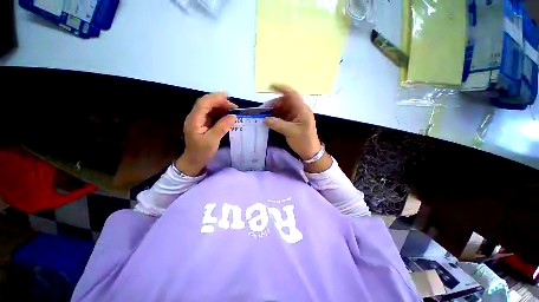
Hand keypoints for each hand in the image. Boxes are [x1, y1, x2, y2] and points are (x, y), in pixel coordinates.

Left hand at [176, 92, 236, 175]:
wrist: (193, 161)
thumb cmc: (201, 152)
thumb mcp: (212, 141)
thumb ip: (222, 127)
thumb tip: (233, 117)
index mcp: (194, 120)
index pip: (203, 103)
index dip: (215, 98)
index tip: (228, 97)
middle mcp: (195, 117)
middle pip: (206, 103)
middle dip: (220, 102)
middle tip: (234, 106)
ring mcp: (198, 120)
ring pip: (209, 108)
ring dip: (221, 107)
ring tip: (233, 110)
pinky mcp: (203, 124)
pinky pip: (211, 114)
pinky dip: (220, 113)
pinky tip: (227, 115)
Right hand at [264, 85, 321, 159]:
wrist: (310, 152)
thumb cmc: (304, 141)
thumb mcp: (291, 132)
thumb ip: (277, 124)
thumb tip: (265, 119)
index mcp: (302, 110)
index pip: (292, 95)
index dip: (282, 89)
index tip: (270, 87)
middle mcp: (299, 110)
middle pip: (286, 101)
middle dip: (275, 103)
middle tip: (264, 109)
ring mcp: (296, 116)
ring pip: (284, 109)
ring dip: (274, 110)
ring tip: (265, 114)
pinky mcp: (293, 122)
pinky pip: (283, 116)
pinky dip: (276, 116)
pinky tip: (270, 119)